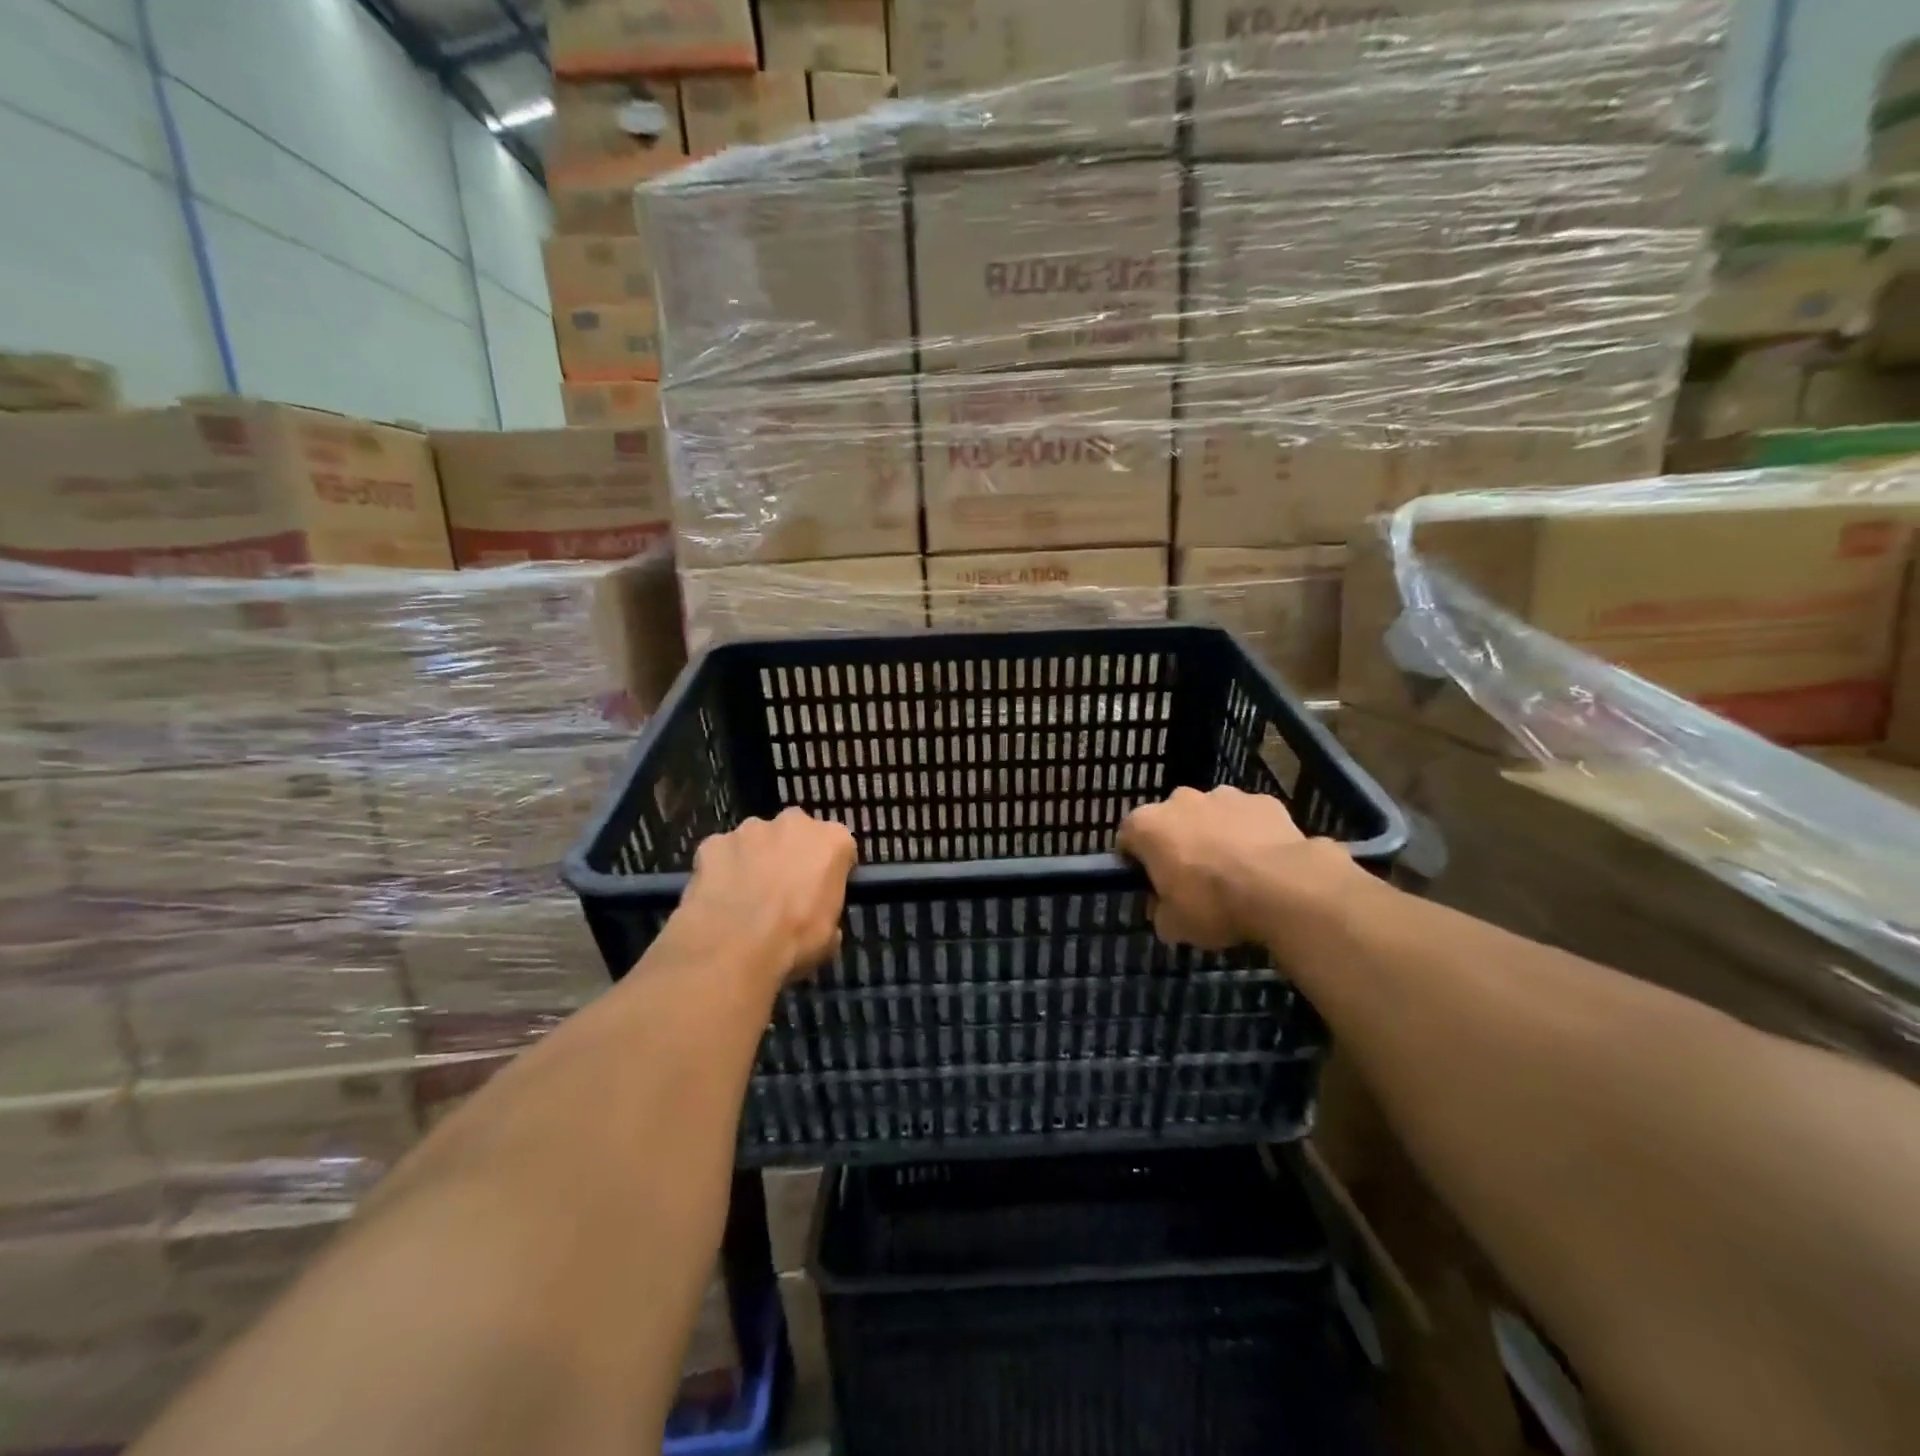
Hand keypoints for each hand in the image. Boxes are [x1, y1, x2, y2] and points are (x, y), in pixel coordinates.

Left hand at [677, 809, 857, 989]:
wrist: (732, 950)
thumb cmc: (794, 941)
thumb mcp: (829, 935)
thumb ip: (827, 910)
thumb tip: (816, 916)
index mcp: (832, 841)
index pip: (838, 848)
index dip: (829, 870)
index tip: (822, 891)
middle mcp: (793, 823)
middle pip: (796, 833)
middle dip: (790, 854)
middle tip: (783, 891)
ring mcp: (750, 830)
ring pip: (756, 840)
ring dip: (755, 859)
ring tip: (745, 897)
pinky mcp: (713, 843)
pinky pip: (722, 854)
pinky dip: (721, 869)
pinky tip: (718, 898)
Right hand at [1118, 786, 1355, 951]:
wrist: (1282, 887)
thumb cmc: (1214, 904)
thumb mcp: (1174, 926)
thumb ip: (1160, 912)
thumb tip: (1164, 908)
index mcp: (1148, 825)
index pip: (1128, 838)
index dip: (1137, 862)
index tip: (1151, 884)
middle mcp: (1180, 800)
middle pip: (1170, 821)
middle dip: (1178, 844)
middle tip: (1193, 880)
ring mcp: (1224, 795)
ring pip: (1211, 815)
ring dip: (1215, 835)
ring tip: (1235, 872)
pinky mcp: (1263, 800)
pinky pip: (1248, 818)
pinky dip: (1251, 834)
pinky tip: (1265, 864)